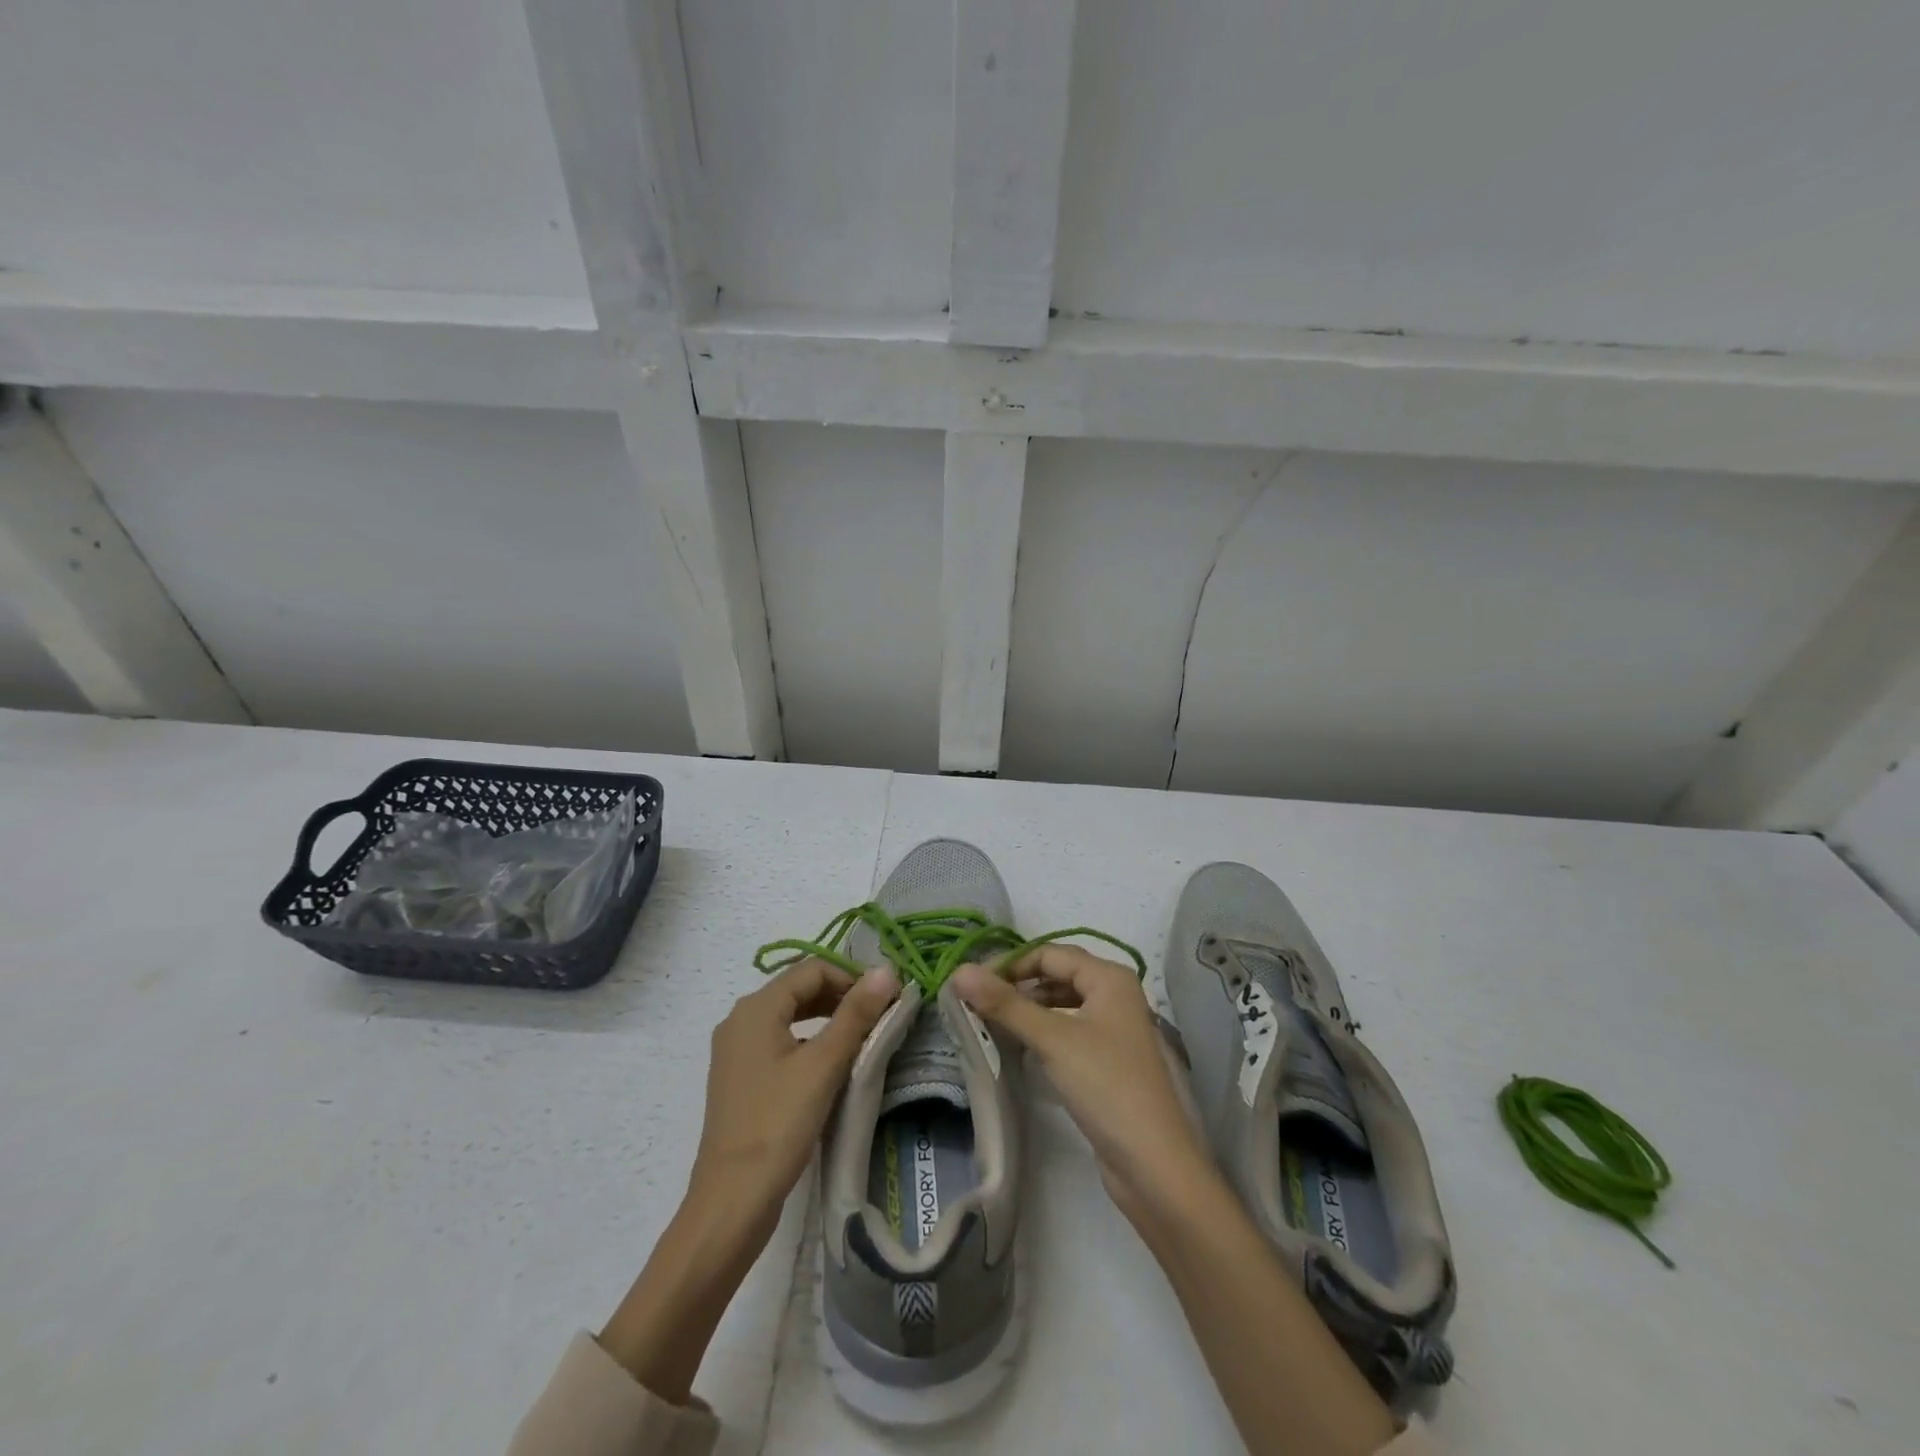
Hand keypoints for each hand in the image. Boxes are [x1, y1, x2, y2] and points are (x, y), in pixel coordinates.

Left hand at [599, 959, 898, 1403]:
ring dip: (826, 1017)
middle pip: (797, 988)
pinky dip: (807, 1039)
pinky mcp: (739, 1077)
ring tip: (860, 1036)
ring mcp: (735, 1050)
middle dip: (839, 995)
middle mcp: (740, 1019)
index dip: (850, 977)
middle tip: (877, 1016)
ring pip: (789, 1014)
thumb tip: (887, 970)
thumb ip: (856, 1014)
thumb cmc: (778, 1124)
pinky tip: (828, 1063)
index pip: (811, 969)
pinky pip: (778, 1039)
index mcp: (755, 1008)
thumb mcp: (824, 1065)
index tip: (884, 999)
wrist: (732, 1200)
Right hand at [952, 949, 1215, 1223]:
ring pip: (1063, 1002)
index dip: (1010, 964)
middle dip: (1019, 984)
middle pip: (1058, 974)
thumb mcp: (1052, 1039)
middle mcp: (1115, 994)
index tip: (971, 984)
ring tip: (993, 1021)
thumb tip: (960, 970)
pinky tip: (1021, 1045)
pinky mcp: (1109, 1059)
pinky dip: (1044, 1030)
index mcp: (1110, 977)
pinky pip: (1069, 1029)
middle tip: (977, 1002)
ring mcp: (1114, 1028)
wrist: (1153, 1163)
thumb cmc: (1105, 1086)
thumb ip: (1005, 1004)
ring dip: (1029, 1007)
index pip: (1049, 953)